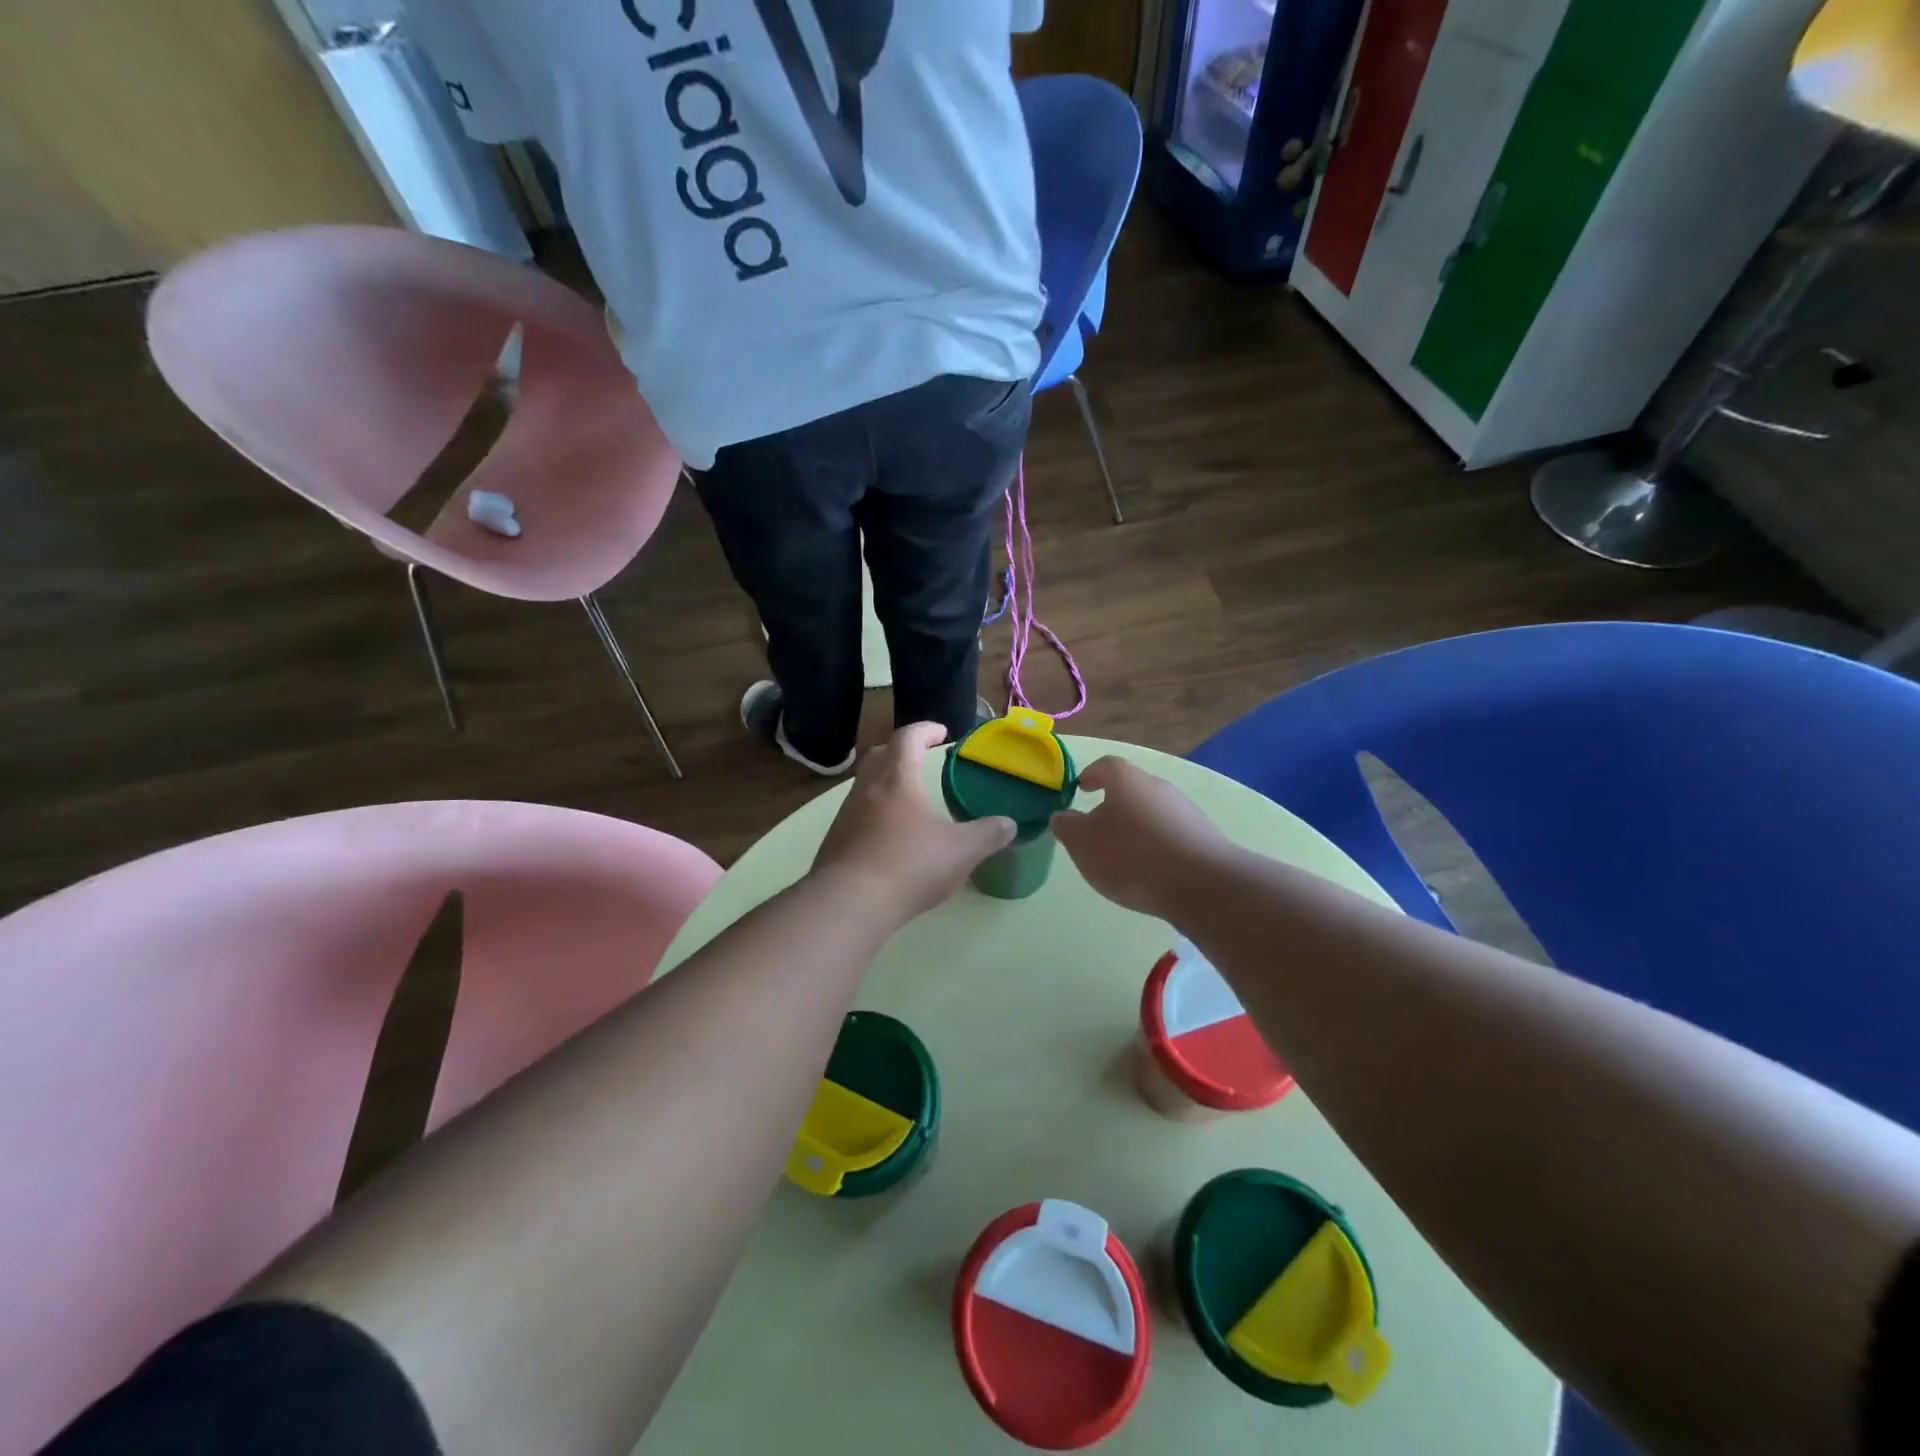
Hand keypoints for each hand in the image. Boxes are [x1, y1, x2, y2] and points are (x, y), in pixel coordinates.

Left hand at [811, 723, 1015, 924]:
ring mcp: (845, 815)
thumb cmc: (909, 865)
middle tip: (920, 760)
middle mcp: (866, 788)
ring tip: (909, 803)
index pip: (908, 738)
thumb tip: (1009, 824)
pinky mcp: (835, 842)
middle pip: (879, 755)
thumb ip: (988, 835)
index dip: (925, 730)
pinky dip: (874, 816)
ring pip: (865, 786)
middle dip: (900, 752)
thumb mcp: (961, 851)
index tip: (942, 732)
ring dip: (885, 785)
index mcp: (897, 778)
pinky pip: (857, 816)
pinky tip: (890, 838)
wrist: (848, 904)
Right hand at [1051, 757, 1229, 921]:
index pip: (1105, 766)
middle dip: (1112, 806)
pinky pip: (1170, 835)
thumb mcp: (1083, 844)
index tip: (1080, 789)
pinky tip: (1150, 872)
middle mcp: (1158, 786)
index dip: (1090, 775)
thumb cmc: (1131, 856)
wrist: (1202, 885)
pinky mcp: (1203, 837)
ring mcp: (1185, 810)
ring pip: (1151, 812)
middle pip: (1130, 789)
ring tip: (1122, 858)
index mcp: (1126, 779)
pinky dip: (1156, 846)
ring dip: (1135, 828)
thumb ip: (1067, 826)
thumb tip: (1062, 815)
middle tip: (1096, 831)